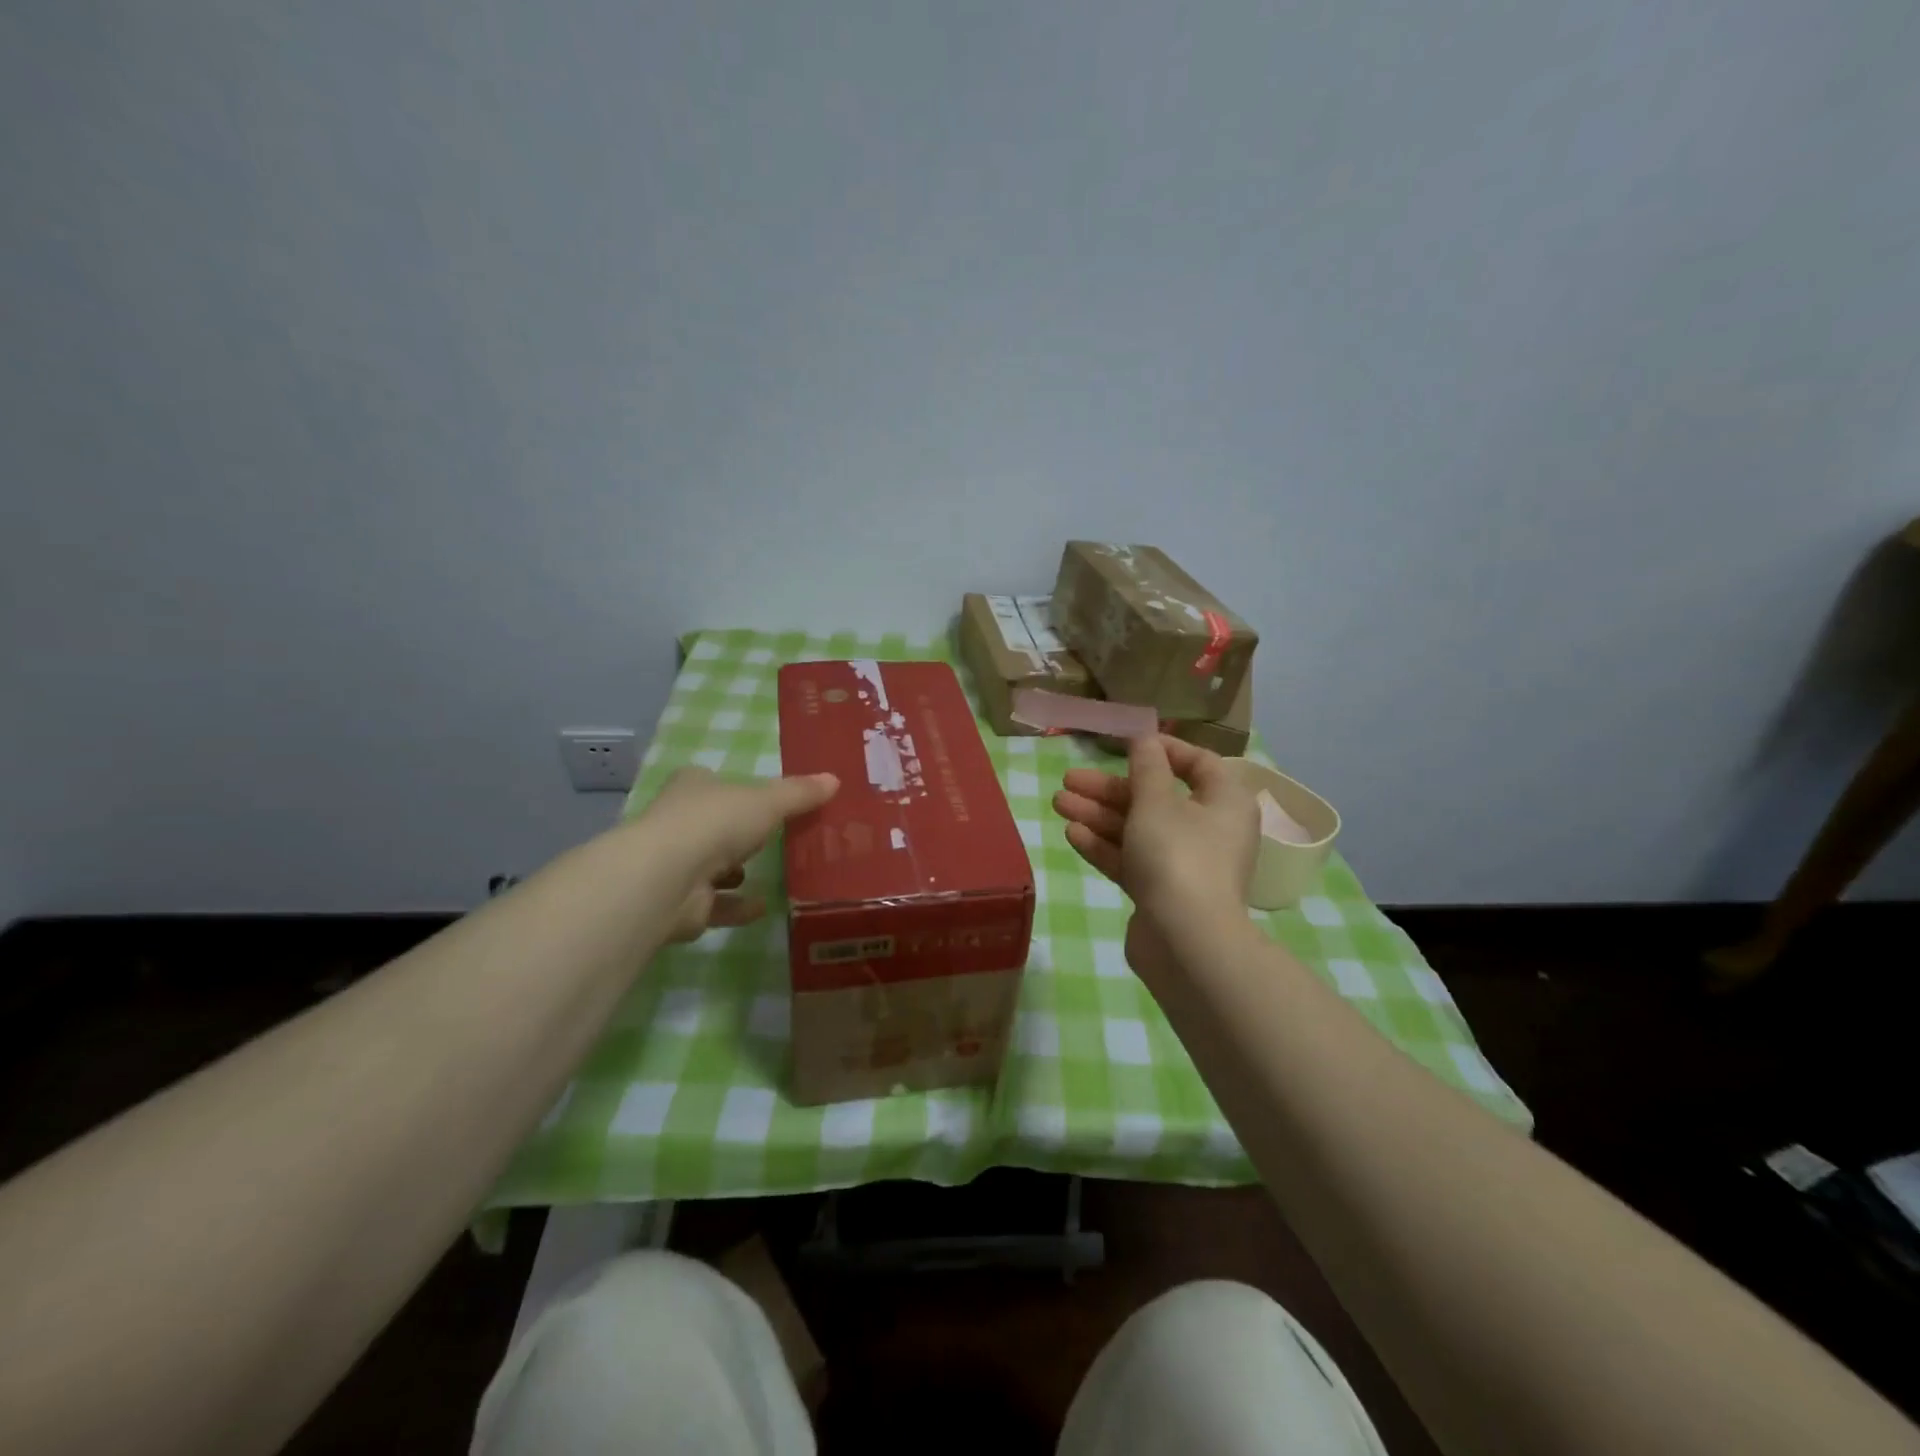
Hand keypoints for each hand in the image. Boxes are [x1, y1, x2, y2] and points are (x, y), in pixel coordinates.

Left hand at [635, 766, 838, 941]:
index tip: (766, 800)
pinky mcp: (682, 904)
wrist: (667, 879)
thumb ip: (800, 793)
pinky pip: (716, 905)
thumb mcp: (768, 801)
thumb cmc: (716, 823)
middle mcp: (679, 823)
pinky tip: (763, 907)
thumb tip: (834, 779)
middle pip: (715, 825)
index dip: (738, 789)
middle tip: (777, 838)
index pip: (714, 783)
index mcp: (693, 788)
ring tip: (772, 873)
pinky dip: (738, 906)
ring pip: (712, 866)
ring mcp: (677, 865)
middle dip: (740, 833)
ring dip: (735, 871)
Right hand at [1052, 735, 1255, 982]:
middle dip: (1110, 788)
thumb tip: (1145, 738)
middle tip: (1069, 780)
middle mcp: (1210, 830)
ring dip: (1099, 814)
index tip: (1124, 745)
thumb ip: (1146, 766)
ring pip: (1139, 830)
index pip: (1198, 763)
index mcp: (1224, 802)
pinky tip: (1072, 834)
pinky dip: (1106, 845)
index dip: (1161, 750)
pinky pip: (1133, 860)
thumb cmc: (1177, 855)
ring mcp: (1186, 864)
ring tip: (1058, 802)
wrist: (1185, 941)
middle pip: (1157, 798)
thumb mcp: (1156, 801)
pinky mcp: (1163, 893)